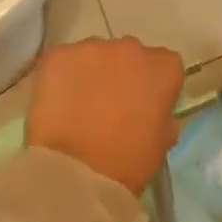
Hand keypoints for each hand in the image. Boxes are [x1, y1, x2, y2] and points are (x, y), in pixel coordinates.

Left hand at [25, 37, 184, 195]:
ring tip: (78, 106)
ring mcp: (92, 48)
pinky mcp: (58, 55)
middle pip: (128, 55)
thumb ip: (162, 118)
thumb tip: (153, 113)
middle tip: (109, 105)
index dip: (153, 85)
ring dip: (91, 73)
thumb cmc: (127, 163)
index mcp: (164, 68)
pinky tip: (56, 103)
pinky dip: (60, 76)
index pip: (165, 65)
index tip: (143, 105)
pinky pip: (62, 60)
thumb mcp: (160, 144)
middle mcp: (131, 48)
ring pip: (94, 55)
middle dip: (121, 74)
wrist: (77, 173)